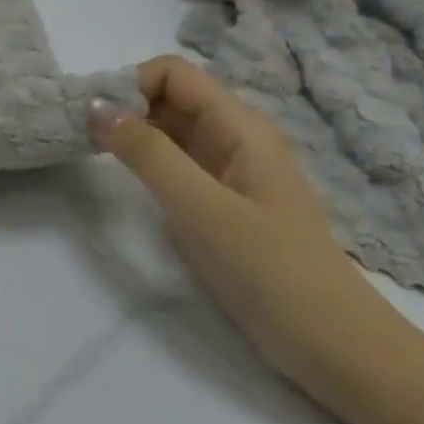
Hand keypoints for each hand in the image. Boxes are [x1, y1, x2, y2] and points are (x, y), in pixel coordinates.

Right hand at [90, 55, 421, 400]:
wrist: (338, 351)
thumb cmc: (271, 271)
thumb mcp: (201, 208)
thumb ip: (147, 153)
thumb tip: (94, 105)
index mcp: (240, 127)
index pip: (173, 72)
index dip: (130, 84)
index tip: (96, 119)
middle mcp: (236, 138)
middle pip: (170, 96)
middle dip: (125, 106)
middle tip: (86, 138)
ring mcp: (232, 170)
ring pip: (171, 128)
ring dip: (133, 133)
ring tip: (97, 156)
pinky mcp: (224, 201)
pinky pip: (178, 161)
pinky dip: (147, 160)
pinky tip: (129, 182)